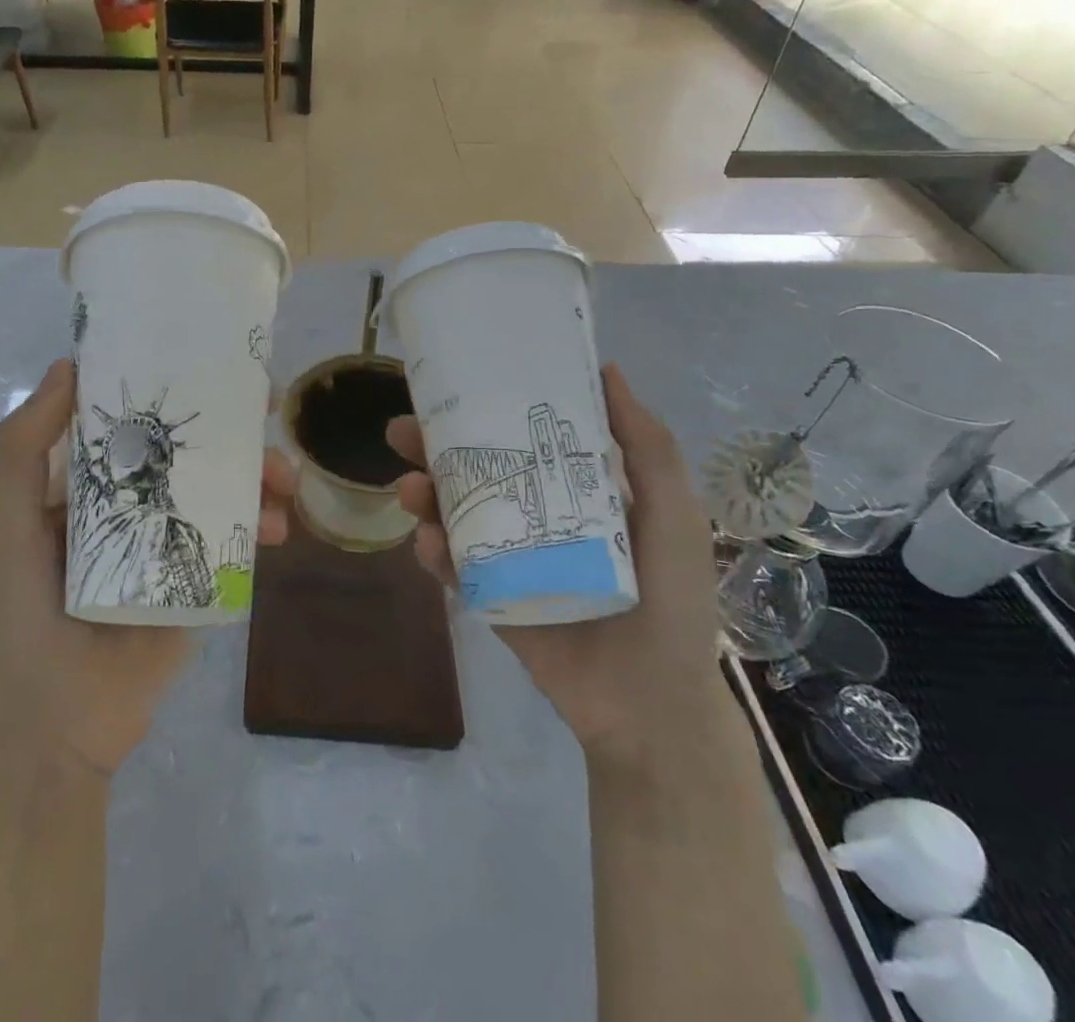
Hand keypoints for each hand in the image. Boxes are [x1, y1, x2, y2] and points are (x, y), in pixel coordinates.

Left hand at [0, 358, 294, 775]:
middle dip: (233, 426)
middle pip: (191, 447)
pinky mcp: (199, 575)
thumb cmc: (25, 609)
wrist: (58, 716)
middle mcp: (134, 498)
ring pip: (223, 487)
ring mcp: (171, 536)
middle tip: (269, 408)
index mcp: (90, 479)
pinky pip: (236, 538)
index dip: (171, 384)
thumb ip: (23, 446)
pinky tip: (278, 526)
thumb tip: (67, 366)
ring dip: (259, 473)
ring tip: (285, 478)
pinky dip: (262, 523)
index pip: (136, 416)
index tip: (209, 359)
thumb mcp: (9, 521)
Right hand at [386, 364, 719, 762]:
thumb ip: (648, 447)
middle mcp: (531, 512)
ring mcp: (505, 555)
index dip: (483, 408)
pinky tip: (428, 541)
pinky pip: (451, 566)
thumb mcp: (673, 514)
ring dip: (422, 494)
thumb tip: (607, 371)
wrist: (652, 704)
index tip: (451, 383)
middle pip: (471, 469)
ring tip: (410, 488)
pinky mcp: (487, 596)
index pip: (518, 436)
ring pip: (451, 513)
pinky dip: (433, 550)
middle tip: (402, 431)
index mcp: (570, 488)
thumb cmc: (672, 601)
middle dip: (431, 448)